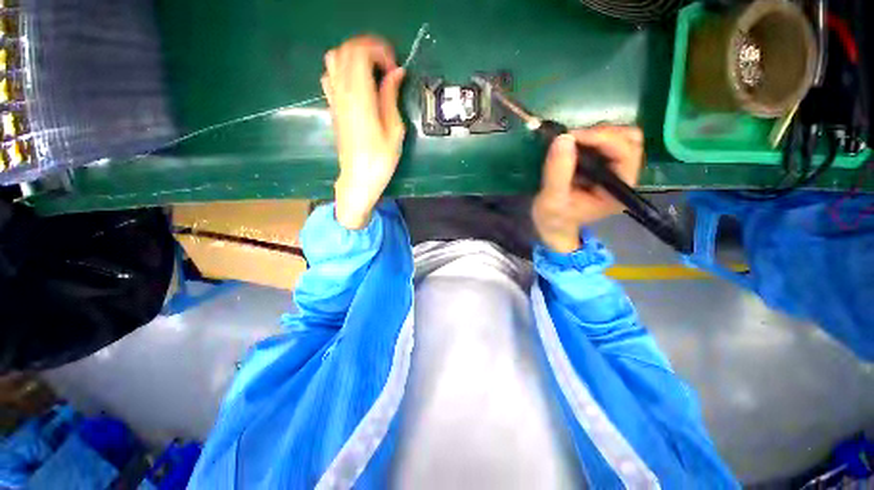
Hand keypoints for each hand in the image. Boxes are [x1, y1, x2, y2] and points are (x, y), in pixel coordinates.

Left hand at [321, 36, 405, 228]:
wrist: (358, 178)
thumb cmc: (380, 159)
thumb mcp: (394, 130)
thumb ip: (391, 96)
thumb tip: (396, 72)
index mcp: (359, 96)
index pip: (360, 52)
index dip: (380, 51)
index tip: (395, 69)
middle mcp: (341, 91)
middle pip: (346, 49)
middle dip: (369, 48)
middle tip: (387, 66)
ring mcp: (333, 98)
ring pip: (334, 58)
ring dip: (355, 56)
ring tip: (373, 71)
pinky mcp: (332, 106)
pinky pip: (330, 74)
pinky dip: (344, 69)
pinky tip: (358, 83)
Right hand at [533, 126, 643, 253]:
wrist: (552, 227)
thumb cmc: (553, 218)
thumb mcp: (552, 200)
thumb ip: (558, 172)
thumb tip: (564, 138)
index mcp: (618, 190)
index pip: (625, 153)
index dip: (602, 138)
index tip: (572, 137)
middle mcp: (623, 177)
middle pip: (629, 140)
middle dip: (601, 134)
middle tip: (572, 138)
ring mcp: (614, 170)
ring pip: (620, 137)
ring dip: (596, 134)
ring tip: (571, 141)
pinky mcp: (603, 166)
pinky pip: (605, 142)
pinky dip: (590, 138)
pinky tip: (573, 145)